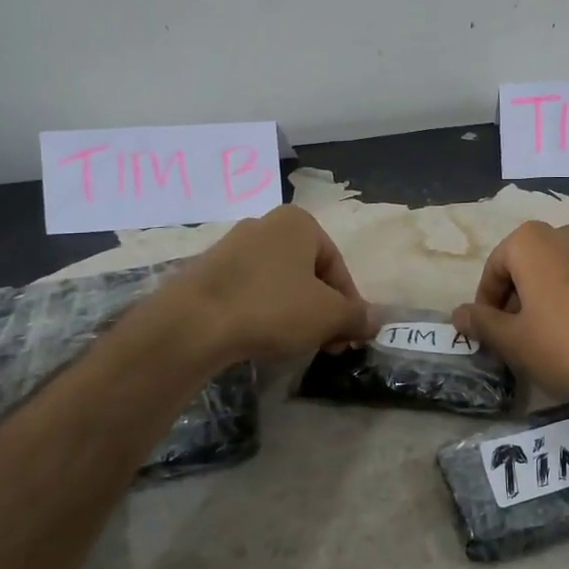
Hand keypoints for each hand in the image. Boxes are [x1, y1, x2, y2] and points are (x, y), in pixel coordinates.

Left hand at [169, 206, 370, 364]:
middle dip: (322, 310)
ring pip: (279, 283)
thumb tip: (375, 321)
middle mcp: (266, 225)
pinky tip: (260, 338)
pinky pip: (249, 291)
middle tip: (326, 345)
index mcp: (299, 223)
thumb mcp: (328, 316)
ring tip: (294, 345)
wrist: (192, 324)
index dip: (349, 305)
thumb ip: (357, 316)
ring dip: (294, 313)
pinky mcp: (207, 272)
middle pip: (308, 274)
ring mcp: (232, 247)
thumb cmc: (272, 308)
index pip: (338, 267)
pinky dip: (262, 312)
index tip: (348, 337)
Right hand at [452, 222, 568, 408]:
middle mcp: (560, 233)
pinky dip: (566, 304)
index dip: (486, 307)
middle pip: (521, 270)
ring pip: (549, 276)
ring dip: (538, 305)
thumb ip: (481, 323)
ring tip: (543, 343)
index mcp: (529, 241)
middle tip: (514, 342)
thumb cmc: (568, 343)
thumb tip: (456, 314)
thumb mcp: (514, 340)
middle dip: (512, 304)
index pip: (492, 272)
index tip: (490, 338)